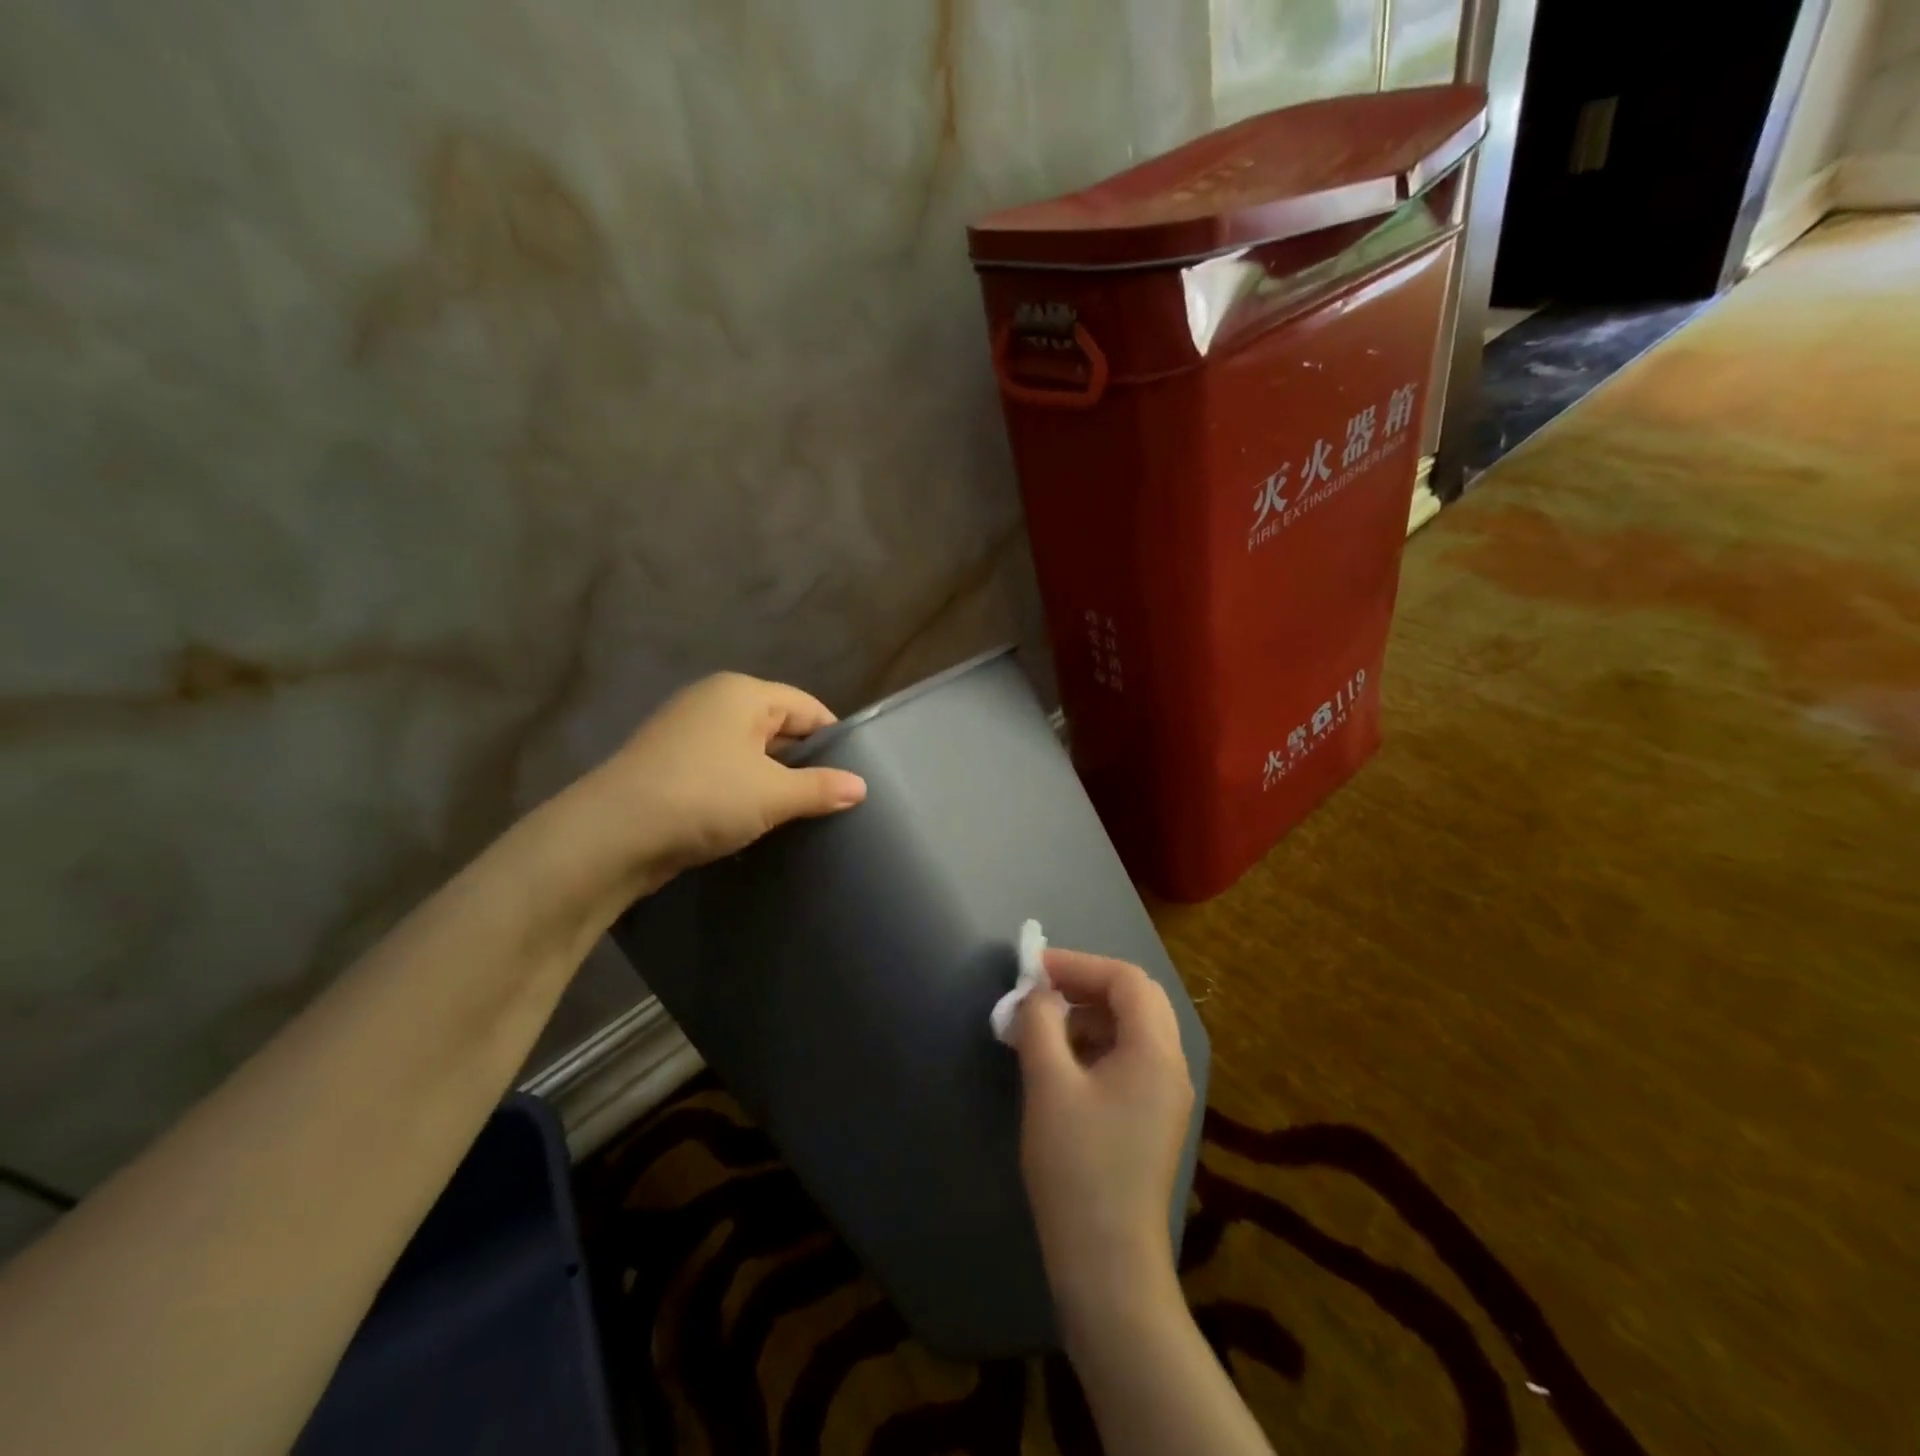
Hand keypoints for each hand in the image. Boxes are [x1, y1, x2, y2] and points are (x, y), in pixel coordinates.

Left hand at [565, 673, 867, 899]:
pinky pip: (722, 770)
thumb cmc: (704, 797)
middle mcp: (713, 702)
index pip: (807, 707)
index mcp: (742, 693)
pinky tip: (753, 820)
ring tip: (797, 814)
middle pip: (777, 726)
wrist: (611, 836)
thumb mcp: (772, 794)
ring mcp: (685, 733)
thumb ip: (821, 787)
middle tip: (831, 799)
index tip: (855, 776)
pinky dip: (741, 790)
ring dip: (771, 780)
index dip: (835, 739)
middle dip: (804, 761)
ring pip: (748, 752)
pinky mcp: (668, 765)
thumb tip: (861, 787)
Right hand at [1012, 949, 1195, 1327]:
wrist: (1108, 1264)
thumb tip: (1034, 993)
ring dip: (1090, 1014)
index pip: (1127, 979)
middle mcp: (1172, 1066)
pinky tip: (1061, 1061)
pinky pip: (1130, 1058)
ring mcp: (1166, 1095)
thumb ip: (1039, 1024)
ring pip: (1133, 1028)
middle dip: (1087, 984)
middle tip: (1041, 989)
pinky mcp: (1152, 1118)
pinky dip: (1096, 1043)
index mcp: (1156, 1051)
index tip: (1034, 968)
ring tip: (1043, 1024)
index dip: (1080, 964)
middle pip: (1136, 999)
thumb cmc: (1077, 1166)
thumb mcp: (1049, 1084)